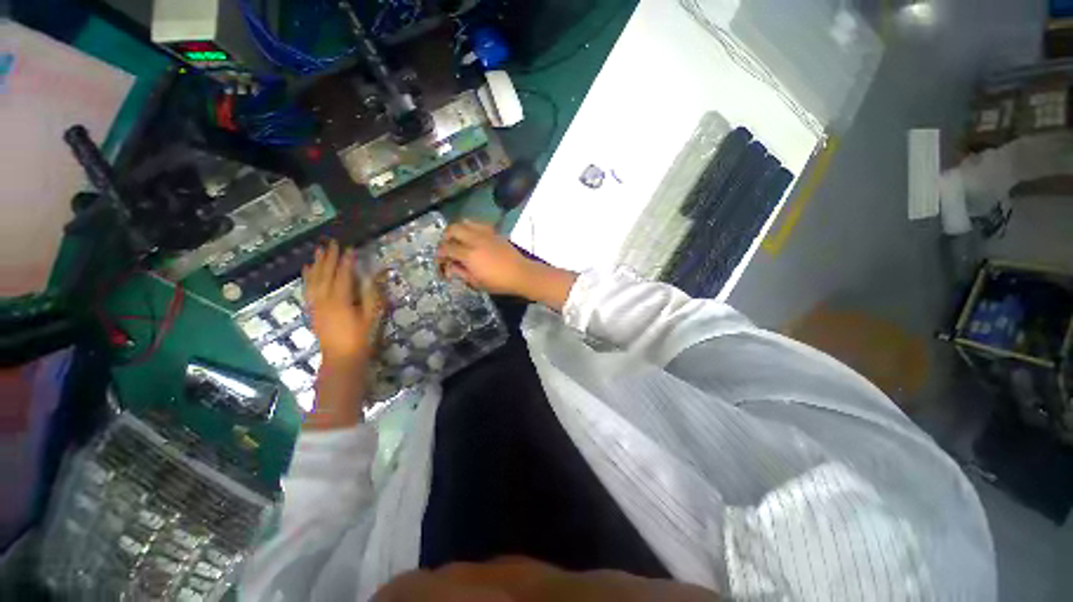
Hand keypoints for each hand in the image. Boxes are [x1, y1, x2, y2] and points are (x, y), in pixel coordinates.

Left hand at [303, 240, 382, 366]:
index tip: (351, 248)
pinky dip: (307, 277)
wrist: (341, 357)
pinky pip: (307, 289)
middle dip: (329, 257)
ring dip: (316, 263)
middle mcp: (324, 299)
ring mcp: (316, 305)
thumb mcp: (372, 316)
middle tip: (332, 243)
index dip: (347, 261)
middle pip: (325, 273)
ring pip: (314, 279)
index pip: (343, 275)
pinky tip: (308, 269)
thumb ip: (372, 294)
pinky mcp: (312, 310)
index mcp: (341, 300)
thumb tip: (374, 276)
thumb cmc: (361, 337)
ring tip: (318, 250)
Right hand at [437, 220, 577, 311]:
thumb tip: (450, 266)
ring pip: (464, 222)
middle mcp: (474, 239)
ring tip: (457, 241)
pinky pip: (477, 223)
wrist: (521, 274)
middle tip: (446, 249)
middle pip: (452, 230)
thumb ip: (460, 272)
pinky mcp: (494, 232)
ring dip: (456, 230)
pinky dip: (470, 227)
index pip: (446, 248)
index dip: (439, 255)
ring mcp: (485, 233)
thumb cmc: (499, 283)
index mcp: (469, 254)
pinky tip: (472, 238)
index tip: (440, 263)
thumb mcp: (476, 283)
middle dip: (444, 238)